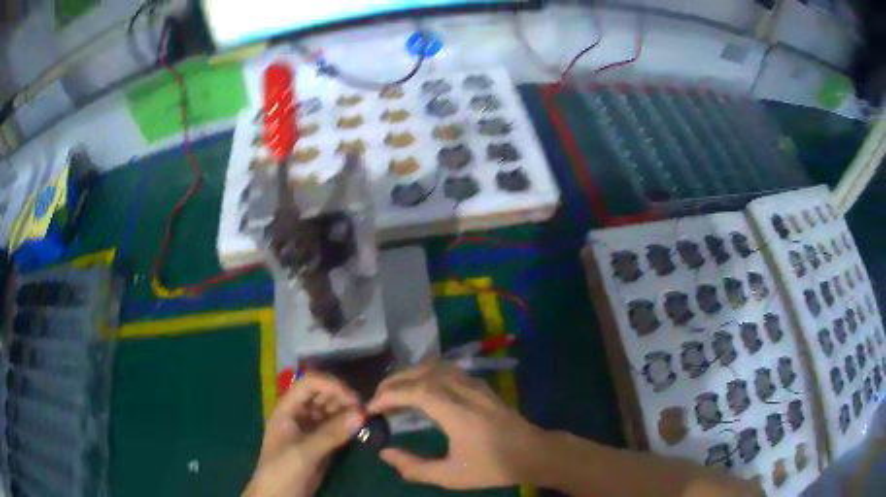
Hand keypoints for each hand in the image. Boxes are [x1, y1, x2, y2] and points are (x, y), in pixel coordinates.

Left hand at [243, 373, 364, 496]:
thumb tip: (361, 414)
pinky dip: (347, 425)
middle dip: (342, 397)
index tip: (353, 398)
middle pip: (321, 394)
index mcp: (287, 410)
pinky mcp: (320, 443)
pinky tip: (359, 428)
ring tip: (364, 418)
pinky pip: (335, 427)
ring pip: (330, 410)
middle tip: (364, 409)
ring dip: (346, 410)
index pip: (309, 384)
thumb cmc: (282, 470)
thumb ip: (331, 433)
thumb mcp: (304, 452)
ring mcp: (310, 429)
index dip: (330, 385)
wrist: (278, 496)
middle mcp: (299, 415)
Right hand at [367, 362, 547, 489]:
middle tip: (377, 400)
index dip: (388, 396)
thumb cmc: (492, 466)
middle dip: (393, 382)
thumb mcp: (450, 475)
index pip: (413, 391)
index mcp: (454, 410)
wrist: (533, 453)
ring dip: (410, 375)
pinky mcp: (481, 385)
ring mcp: (474, 384)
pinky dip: (426, 373)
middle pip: (421, 373)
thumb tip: (384, 453)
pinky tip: (422, 389)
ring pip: (434, 366)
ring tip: (395, 393)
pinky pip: (447, 369)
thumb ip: (414, 466)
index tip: (371, 408)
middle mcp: (462, 390)